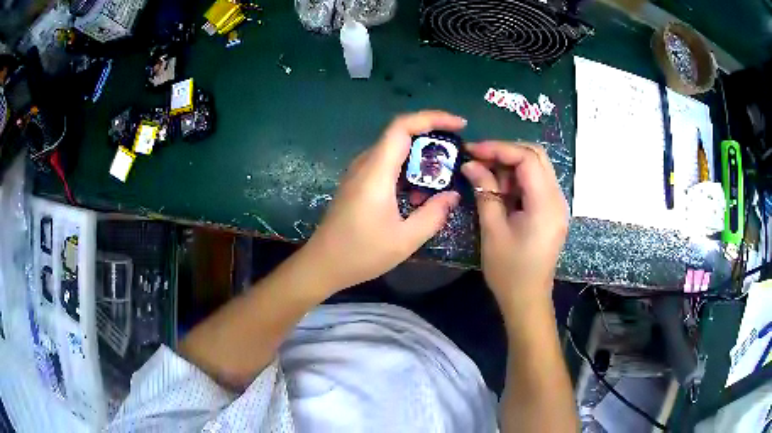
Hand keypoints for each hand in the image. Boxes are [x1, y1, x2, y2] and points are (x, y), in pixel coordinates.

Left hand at [301, 111, 465, 292]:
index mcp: (376, 172)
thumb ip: (433, 215)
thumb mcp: (405, 240)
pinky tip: (419, 193)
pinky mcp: (358, 183)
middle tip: (457, 155)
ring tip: (443, 176)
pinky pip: (386, 165)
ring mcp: (359, 173)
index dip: (432, 118)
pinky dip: (408, 170)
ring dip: (420, 157)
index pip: (402, 126)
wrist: (322, 264)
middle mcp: (365, 164)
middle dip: (432, 138)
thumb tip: (452, 195)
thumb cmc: (361, 253)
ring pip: (394, 150)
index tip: (459, 125)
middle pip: (400, 135)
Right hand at [461, 142, 568, 308]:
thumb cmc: (509, 270)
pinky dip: (517, 179)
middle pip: (536, 156)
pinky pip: (536, 183)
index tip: (472, 150)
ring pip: (537, 167)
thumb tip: (470, 164)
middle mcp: (557, 198)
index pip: (527, 158)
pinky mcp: (552, 211)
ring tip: (486, 176)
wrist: (527, 299)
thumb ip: (485, 191)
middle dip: (506, 152)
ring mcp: (557, 204)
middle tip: (479, 159)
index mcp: (545, 204)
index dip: (498, 148)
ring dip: (511, 166)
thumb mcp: (493, 230)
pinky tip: (500, 189)